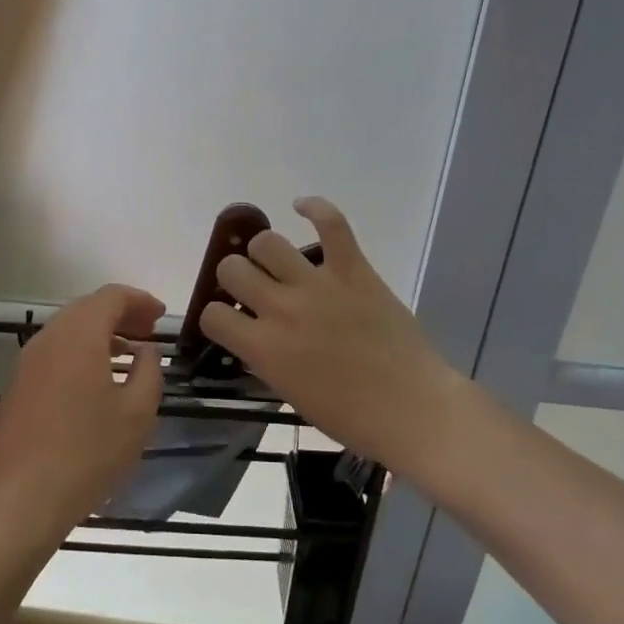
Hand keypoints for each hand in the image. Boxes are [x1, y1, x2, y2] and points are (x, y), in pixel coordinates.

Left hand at [0, 284, 165, 543]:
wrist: (18, 501)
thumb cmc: (86, 453)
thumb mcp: (136, 414)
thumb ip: (148, 372)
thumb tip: (146, 351)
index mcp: (79, 334)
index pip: (111, 296)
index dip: (140, 300)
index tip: (162, 316)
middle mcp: (49, 338)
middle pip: (87, 309)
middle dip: (120, 315)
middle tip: (148, 334)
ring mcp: (27, 363)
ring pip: (69, 332)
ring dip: (100, 336)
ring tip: (128, 357)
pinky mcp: (17, 388)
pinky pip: (55, 354)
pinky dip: (81, 355)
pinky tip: (97, 384)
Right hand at [201, 198, 464, 474]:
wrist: (411, 409)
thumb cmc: (350, 416)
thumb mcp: (290, 394)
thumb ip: (264, 360)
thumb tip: (253, 336)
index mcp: (263, 348)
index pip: (212, 315)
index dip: (216, 317)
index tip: (230, 321)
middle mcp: (281, 308)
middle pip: (231, 269)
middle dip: (234, 278)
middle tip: (253, 289)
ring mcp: (317, 284)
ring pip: (267, 242)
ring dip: (264, 252)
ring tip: (276, 262)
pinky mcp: (353, 268)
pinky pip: (330, 222)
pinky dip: (314, 208)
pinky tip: (301, 207)